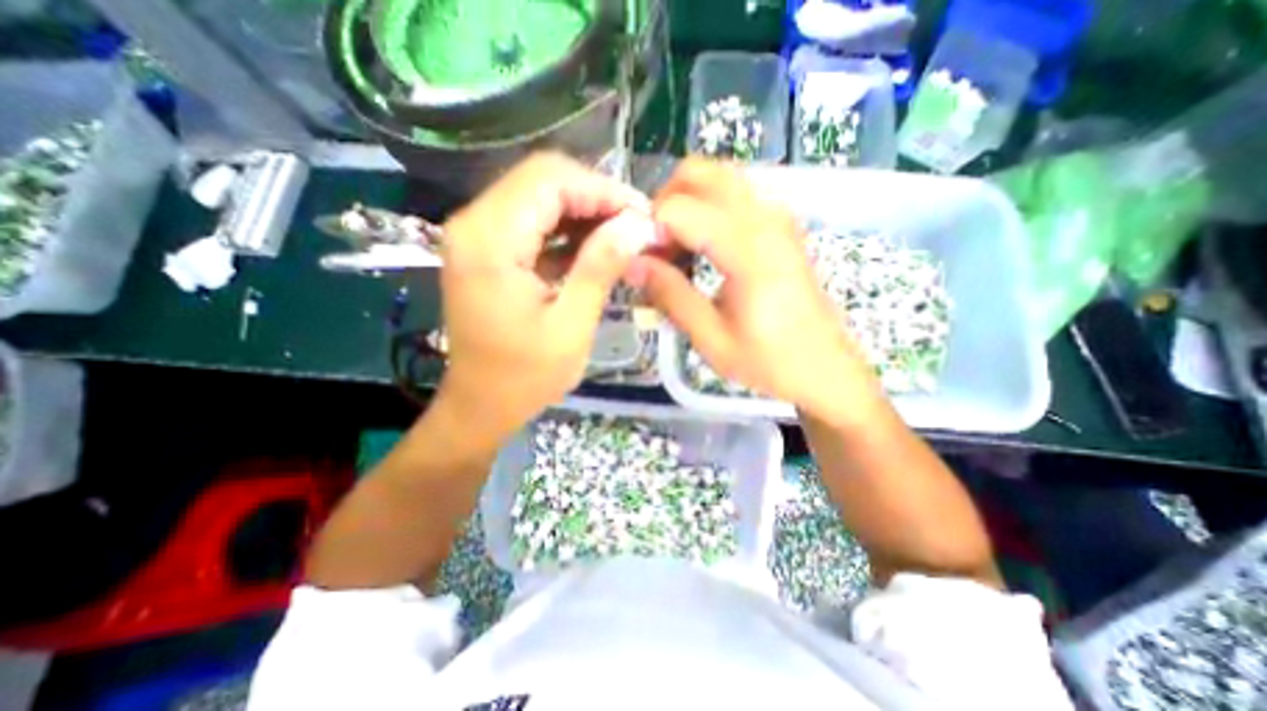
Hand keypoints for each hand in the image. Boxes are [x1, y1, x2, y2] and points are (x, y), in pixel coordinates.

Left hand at [437, 153, 651, 440]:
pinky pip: (533, 219)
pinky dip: (568, 227)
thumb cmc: (525, 376)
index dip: (602, 189)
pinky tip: (595, 247)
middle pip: (542, 179)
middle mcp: (474, 224)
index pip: (549, 180)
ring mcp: (477, 234)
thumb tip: (637, 224)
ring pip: (539, 195)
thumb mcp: (571, 326)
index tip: (641, 215)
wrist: (482, 402)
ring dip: (585, 210)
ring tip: (622, 236)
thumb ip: (600, 267)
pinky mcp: (487, 247)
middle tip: (635, 226)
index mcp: (490, 242)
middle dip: (596, 197)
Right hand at [628, 159, 884, 427]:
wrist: (824, 368)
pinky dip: (707, 211)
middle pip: (700, 172)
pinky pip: (734, 197)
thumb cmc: (769, 361)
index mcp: (748, 249)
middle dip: (665, 202)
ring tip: (677, 253)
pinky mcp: (781, 225)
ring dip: (686, 205)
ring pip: (717, 179)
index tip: (643, 264)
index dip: (649, 230)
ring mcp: (777, 217)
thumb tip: (631, 263)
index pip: (679, 209)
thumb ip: (670, 295)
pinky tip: (703, 252)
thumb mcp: (711, 338)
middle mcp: (765, 218)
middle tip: (657, 248)